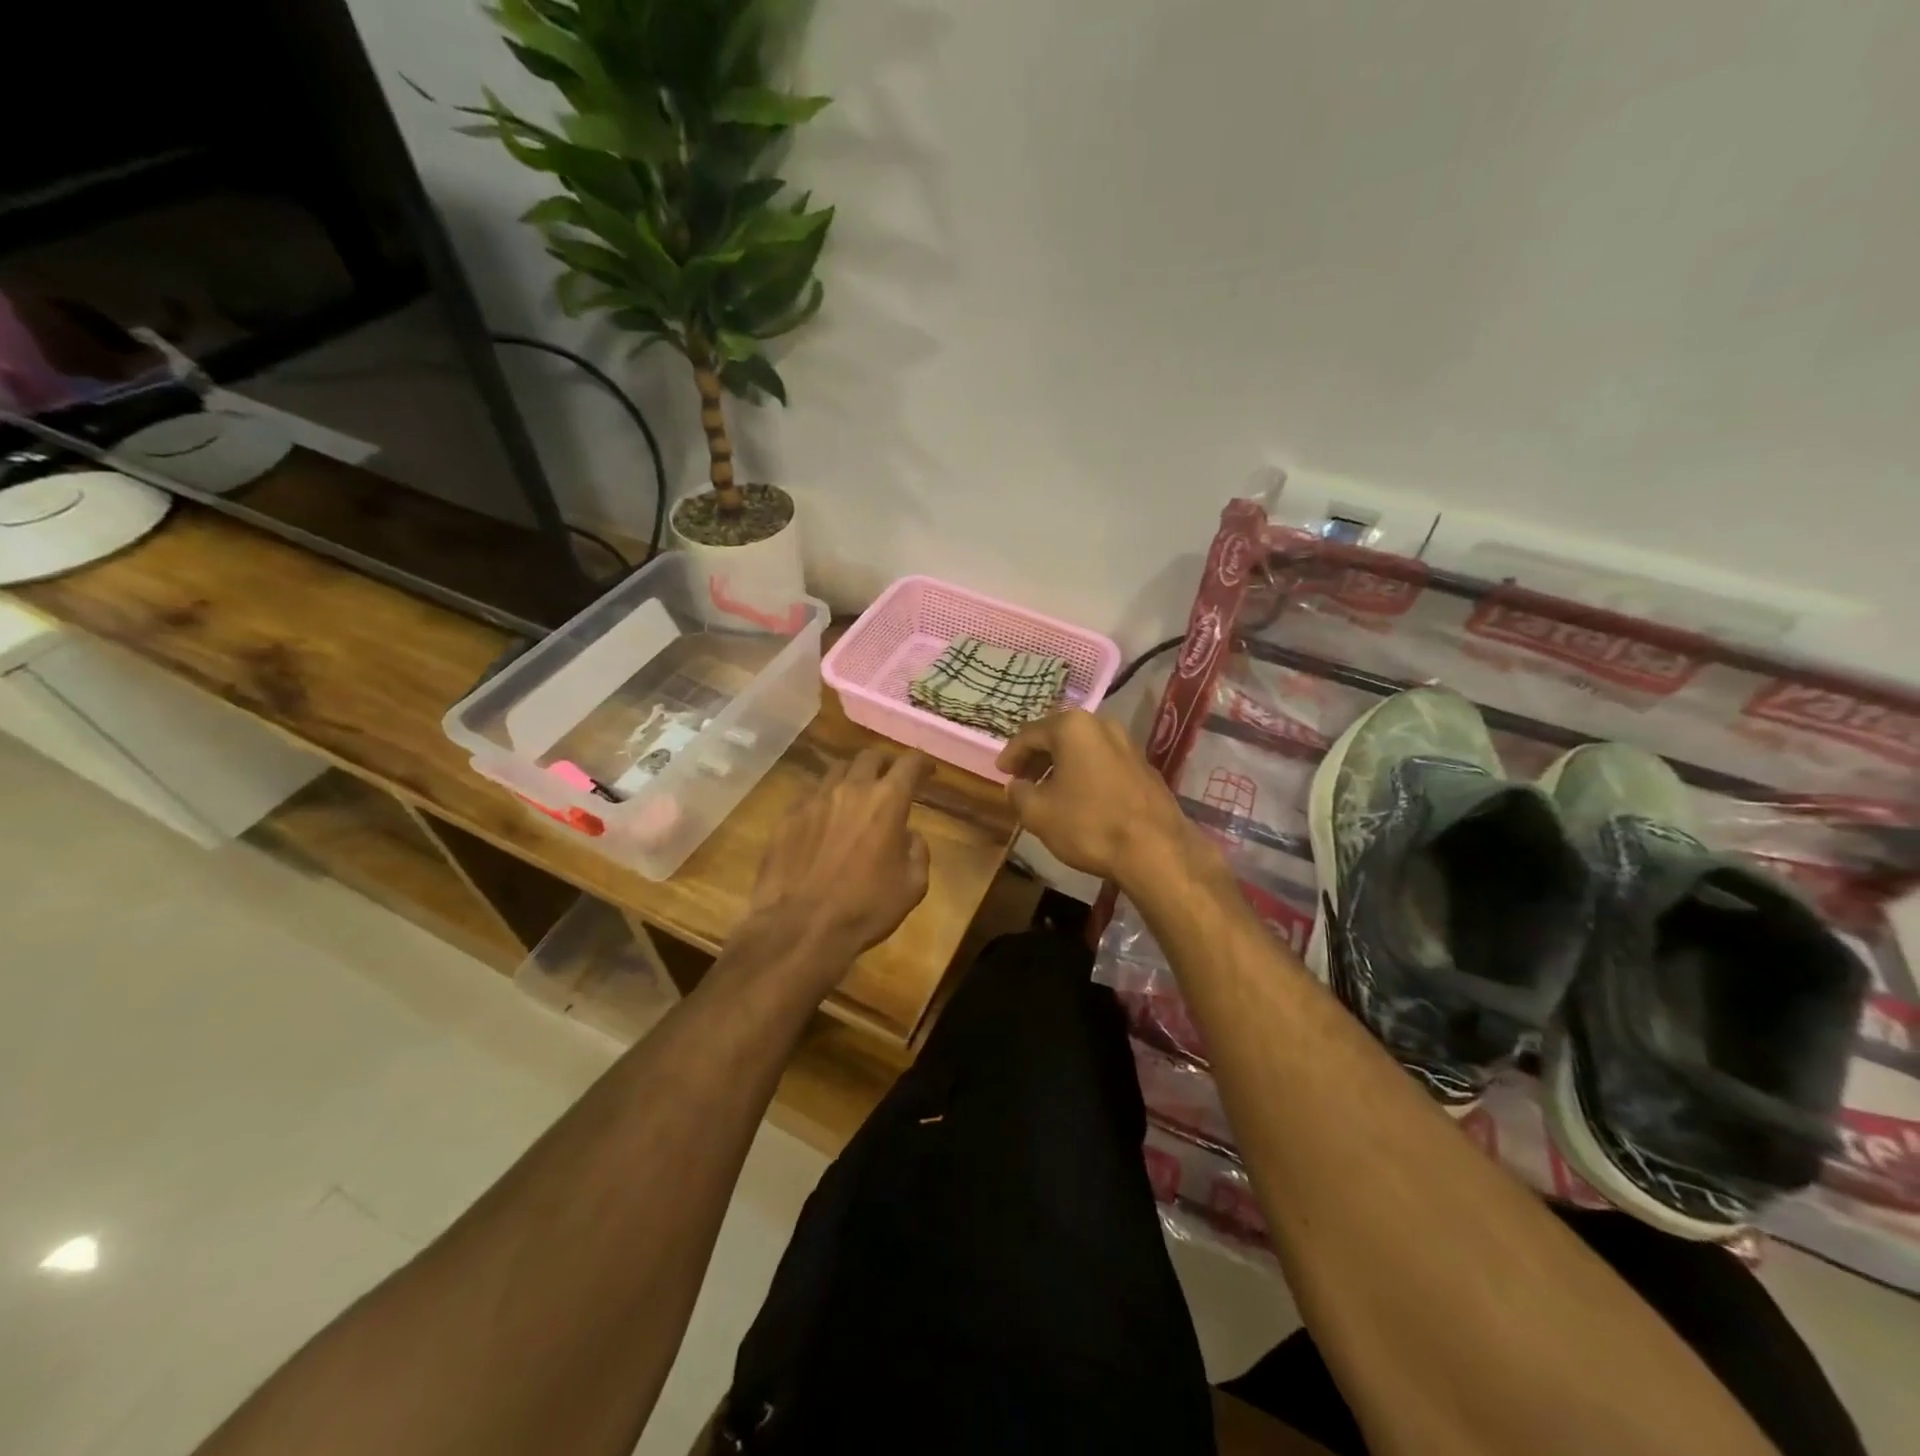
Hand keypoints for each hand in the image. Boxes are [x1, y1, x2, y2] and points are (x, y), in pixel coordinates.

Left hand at [747, 749, 932, 971]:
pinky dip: (824, 800)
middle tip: (890, 777)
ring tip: (855, 795)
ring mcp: (814, 799)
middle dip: (885, 762)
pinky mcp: (787, 816)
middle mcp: (850, 789)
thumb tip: (908, 835)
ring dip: (852, 777)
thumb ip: (917, 851)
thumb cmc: (865, 908)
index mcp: (887, 801)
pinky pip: (810, 795)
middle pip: (870, 756)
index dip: (922, 762)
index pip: (909, 764)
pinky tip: (824, 821)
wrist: (800, 927)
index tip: (927, 770)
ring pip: (837, 770)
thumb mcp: (912, 886)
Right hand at [996, 711, 1190, 883]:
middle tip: (1021, 779)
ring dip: (1062, 766)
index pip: (1029, 734)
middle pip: (1058, 736)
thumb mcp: (1038, 813)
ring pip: (1083, 749)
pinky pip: (1103, 762)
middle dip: (1037, 757)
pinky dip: (1085, 773)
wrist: (1156, 849)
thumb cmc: (1089, 824)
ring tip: (1048, 790)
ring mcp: (1128, 744)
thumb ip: (1018, 793)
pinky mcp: (1144, 766)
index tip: (1001, 773)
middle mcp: (1102, 724)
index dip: (1011, 754)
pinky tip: (1080, 798)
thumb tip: (1016, 786)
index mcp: (1072, 727)